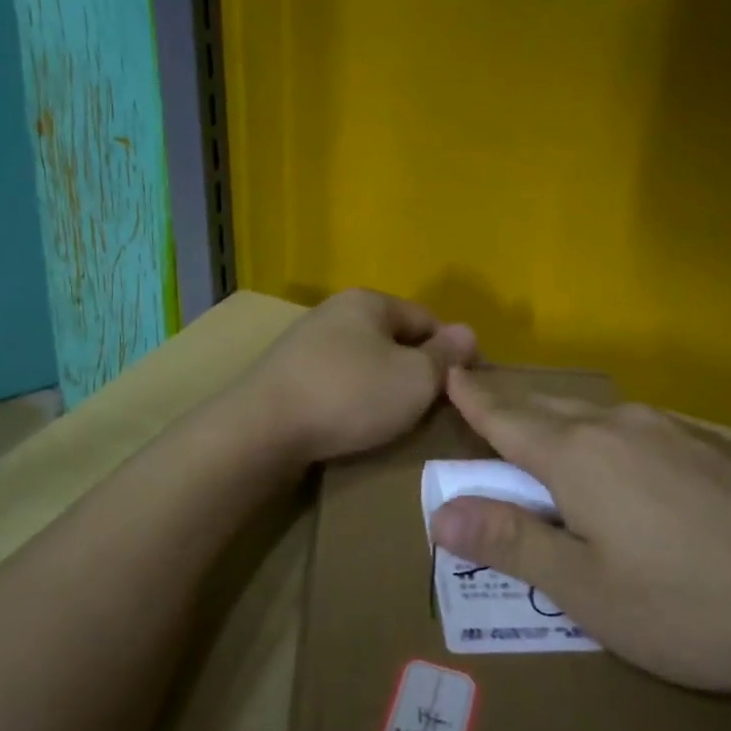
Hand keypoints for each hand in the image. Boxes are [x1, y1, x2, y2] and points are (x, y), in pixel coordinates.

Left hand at [240, 290, 477, 463]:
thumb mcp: (414, 378)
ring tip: (395, 420)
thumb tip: (468, 332)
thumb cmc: (350, 395)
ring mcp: (306, 342)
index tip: (464, 388)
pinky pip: (336, 381)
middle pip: (393, 338)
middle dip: (415, 369)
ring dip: (383, 386)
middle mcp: (335, 312)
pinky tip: (354, 423)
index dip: (451, 351)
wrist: (262, 429)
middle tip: (432, 408)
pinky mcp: (286, 374)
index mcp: (368, 301)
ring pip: (364, 361)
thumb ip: (445, 356)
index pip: (427, 319)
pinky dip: (352, 398)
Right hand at [430, 369, 730, 699]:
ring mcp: (674, 431)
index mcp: (578, 456)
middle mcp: (621, 426)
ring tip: (549, 435)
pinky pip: (640, 428)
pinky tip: (627, 464)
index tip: (451, 373)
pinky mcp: (714, 447)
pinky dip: (609, 436)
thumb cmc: (689, 607)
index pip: (507, 418)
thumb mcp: (585, 590)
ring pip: (598, 414)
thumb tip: (440, 513)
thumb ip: (511, 543)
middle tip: (487, 407)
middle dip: (513, 407)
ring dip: (562, 421)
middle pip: (550, 408)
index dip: (474, 399)